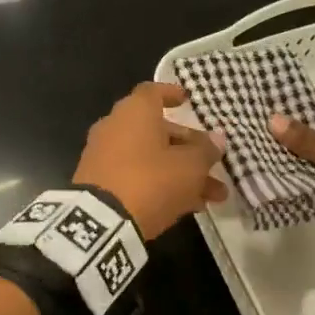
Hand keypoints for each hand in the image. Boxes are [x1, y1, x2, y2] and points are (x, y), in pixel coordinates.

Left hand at [73, 83, 227, 238]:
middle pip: (157, 130)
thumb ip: (205, 151)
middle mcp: (115, 126)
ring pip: (151, 157)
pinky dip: (160, 184)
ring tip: (215, 195)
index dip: (171, 94)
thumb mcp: (189, 166)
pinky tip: (189, 206)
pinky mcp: (99, 182)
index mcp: (135, 112)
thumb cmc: (151, 180)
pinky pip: (136, 175)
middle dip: (189, 147)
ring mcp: (104, 155)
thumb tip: (216, 140)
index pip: (153, 92)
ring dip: (181, 172)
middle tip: (213, 163)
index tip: (187, 100)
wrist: (101, 222)